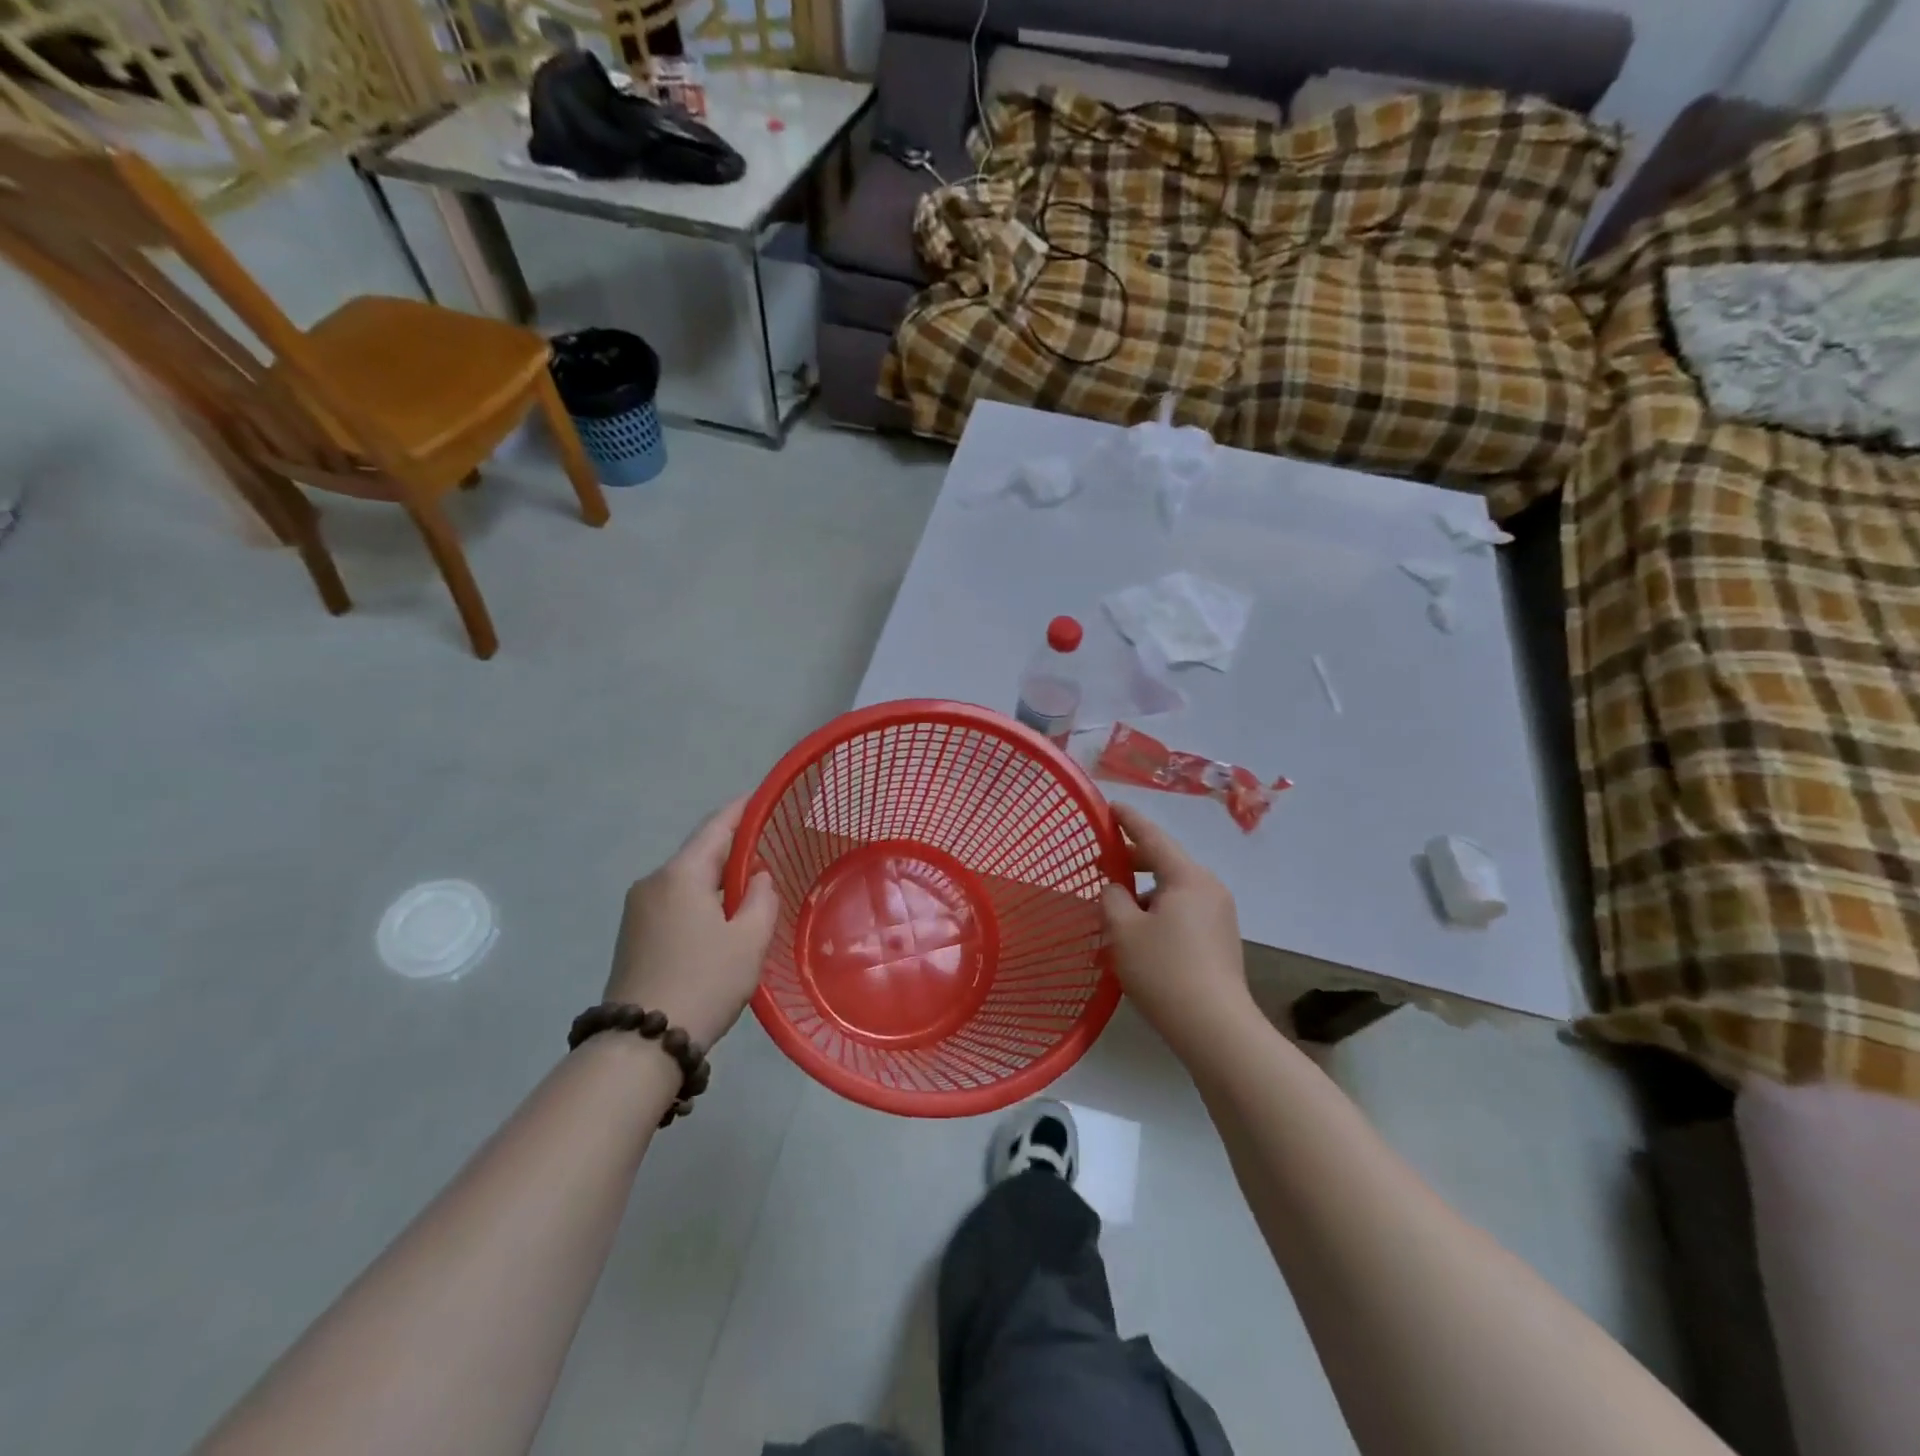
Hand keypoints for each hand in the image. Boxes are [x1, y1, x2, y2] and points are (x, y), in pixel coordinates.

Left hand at [606, 797, 777, 1049]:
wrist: (641, 1043)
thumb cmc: (704, 981)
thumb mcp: (749, 939)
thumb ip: (761, 897)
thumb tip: (757, 877)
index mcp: (681, 875)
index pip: (716, 827)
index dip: (742, 810)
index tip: (763, 797)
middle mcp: (653, 883)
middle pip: (699, 853)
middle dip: (734, 848)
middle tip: (769, 849)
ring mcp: (638, 910)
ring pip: (687, 880)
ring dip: (718, 879)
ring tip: (751, 887)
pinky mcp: (633, 934)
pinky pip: (675, 902)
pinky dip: (701, 900)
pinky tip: (722, 918)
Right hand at [1100, 802, 1251, 1056]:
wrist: (1216, 1029)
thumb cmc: (1164, 971)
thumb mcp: (1123, 930)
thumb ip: (1112, 898)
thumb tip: (1117, 889)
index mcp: (1188, 877)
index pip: (1152, 837)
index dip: (1128, 820)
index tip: (1110, 806)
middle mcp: (1209, 889)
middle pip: (1165, 864)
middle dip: (1132, 863)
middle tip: (1101, 866)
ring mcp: (1220, 916)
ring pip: (1173, 892)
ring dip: (1144, 896)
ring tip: (1115, 915)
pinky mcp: (1221, 941)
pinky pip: (1183, 914)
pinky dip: (1159, 915)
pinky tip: (1139, 940)